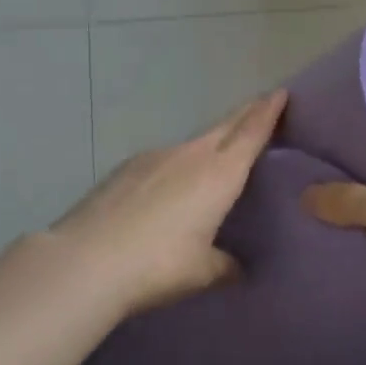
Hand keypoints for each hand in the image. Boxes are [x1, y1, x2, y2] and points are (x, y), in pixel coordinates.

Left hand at [47, 89, 286, 317]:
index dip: (268, 111)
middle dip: (246, 114)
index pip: (251, 133)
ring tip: (216, 155)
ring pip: (193, 142)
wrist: (85, 261)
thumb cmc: (158, 265)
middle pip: (225, 126)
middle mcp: (191, 156)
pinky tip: (168, 186)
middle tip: (262, 104)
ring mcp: (155, 157)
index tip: (280, 92)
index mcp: (220, 174)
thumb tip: (237, 268)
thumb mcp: (201, 272)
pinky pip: (164, 159)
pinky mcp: (126, 169)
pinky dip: (177, 164)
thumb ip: (225, 266)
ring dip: (210, 142)